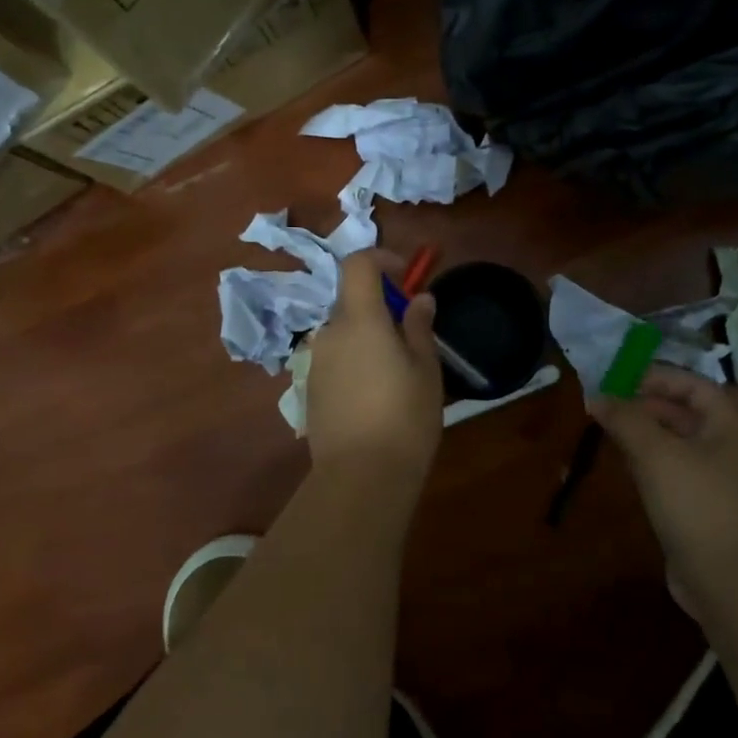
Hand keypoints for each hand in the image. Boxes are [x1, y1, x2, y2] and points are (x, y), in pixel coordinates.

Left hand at [305, 252, 445, 480]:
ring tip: (397, 370)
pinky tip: (375, 396)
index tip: (406, 277)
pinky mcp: (311, 389)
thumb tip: (419, 299)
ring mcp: (316, 362)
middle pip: (352, 300)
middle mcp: (330, 333)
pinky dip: (355, 360)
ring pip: (344, 332)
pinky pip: (335, 359)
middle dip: (380, 305)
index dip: (381, 259)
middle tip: (411, 333)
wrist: (360, 477)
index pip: (358, 264)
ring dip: (368, 335)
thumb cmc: (404, 417)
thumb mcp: (425, 369)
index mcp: (359, 319)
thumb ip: (419, 327)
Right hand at [593, 366, 737, 608]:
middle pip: (683, 412)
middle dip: (644, 405)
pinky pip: (673, 471)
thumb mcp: (656, 454)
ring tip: (607, 430)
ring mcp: (718, 479)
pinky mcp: (704, 508)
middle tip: (605, 405)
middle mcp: (729, 446)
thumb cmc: (699, 504)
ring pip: (676, 443)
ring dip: (643, 433)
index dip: (655, 377)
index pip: (692, 384)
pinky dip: (649, 462)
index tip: (617, 378)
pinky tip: (624, 465)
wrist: (732, 583)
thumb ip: (625, 420)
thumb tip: (596, 396)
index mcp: (730, 424)